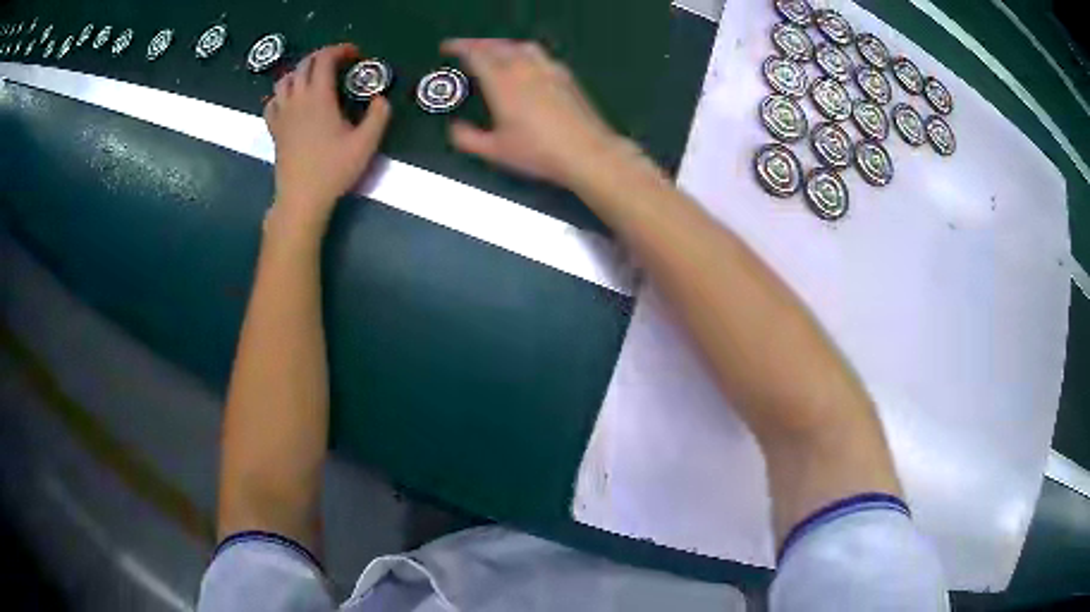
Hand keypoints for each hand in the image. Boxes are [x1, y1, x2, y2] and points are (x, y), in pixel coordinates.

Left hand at [264, 43, 390, 231]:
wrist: (302, 198)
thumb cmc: (333, 170)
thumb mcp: (366, 144)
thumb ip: (379, 115)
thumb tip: (381, 98)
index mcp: (319, 97)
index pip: (324, 60)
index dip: (340, 50)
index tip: (355, 55)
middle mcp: (297, 100)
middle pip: (303, 64)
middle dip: (321, 57)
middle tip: (338, 63)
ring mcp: (282, 115)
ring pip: (284, 80)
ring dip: (300, 72)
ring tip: (313, 79)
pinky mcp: (274, 130)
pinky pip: (272, 103)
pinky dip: (282, 95)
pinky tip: (291, 102)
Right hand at [442, 39, 630, 187]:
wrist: (586, 152)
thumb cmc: (538, 152)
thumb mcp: (496, 151)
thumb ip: (468, 138)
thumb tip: (455, 129)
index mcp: (502, 83)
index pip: (476, 54)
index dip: (460, 47)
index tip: (448, 47)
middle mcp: (524, 69)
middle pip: (498, 45)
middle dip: (479, 43)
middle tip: (467, 47)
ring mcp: (548, 69)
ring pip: (521, 46)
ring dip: (503, 44)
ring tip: (495, 51)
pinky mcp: (566, 76)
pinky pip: (540, 55)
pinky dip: (525, 52)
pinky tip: (527, 64)